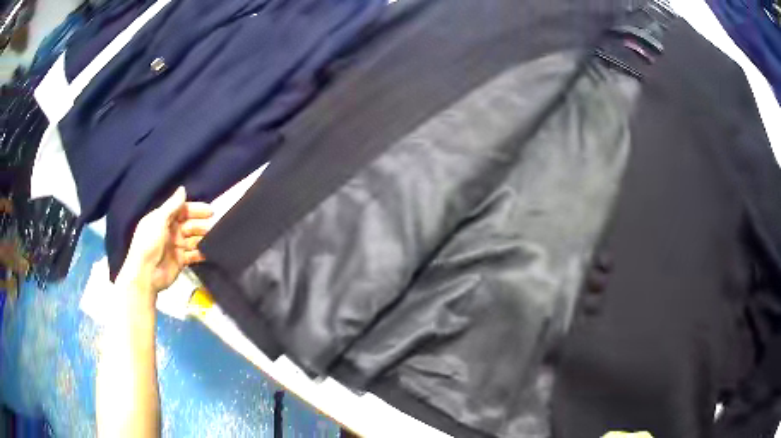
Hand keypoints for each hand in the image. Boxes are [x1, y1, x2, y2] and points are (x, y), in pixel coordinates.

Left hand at [116, 187, 213, 297]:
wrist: (145, 274)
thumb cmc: (149, 243)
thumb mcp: (159, 220)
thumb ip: (172, 205)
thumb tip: (183, 189)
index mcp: (163, 219)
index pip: (182, 210)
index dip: (195, 210)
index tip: (210, 211)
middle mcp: (170, 231)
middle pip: (189, 224)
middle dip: (201, 224)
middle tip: (215, 226)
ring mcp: (176, 246)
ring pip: (193, 239)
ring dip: (203, 238)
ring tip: (215, 239)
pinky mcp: (181, 261)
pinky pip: (194, 254)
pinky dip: (201, 253)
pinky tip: (209, 252)